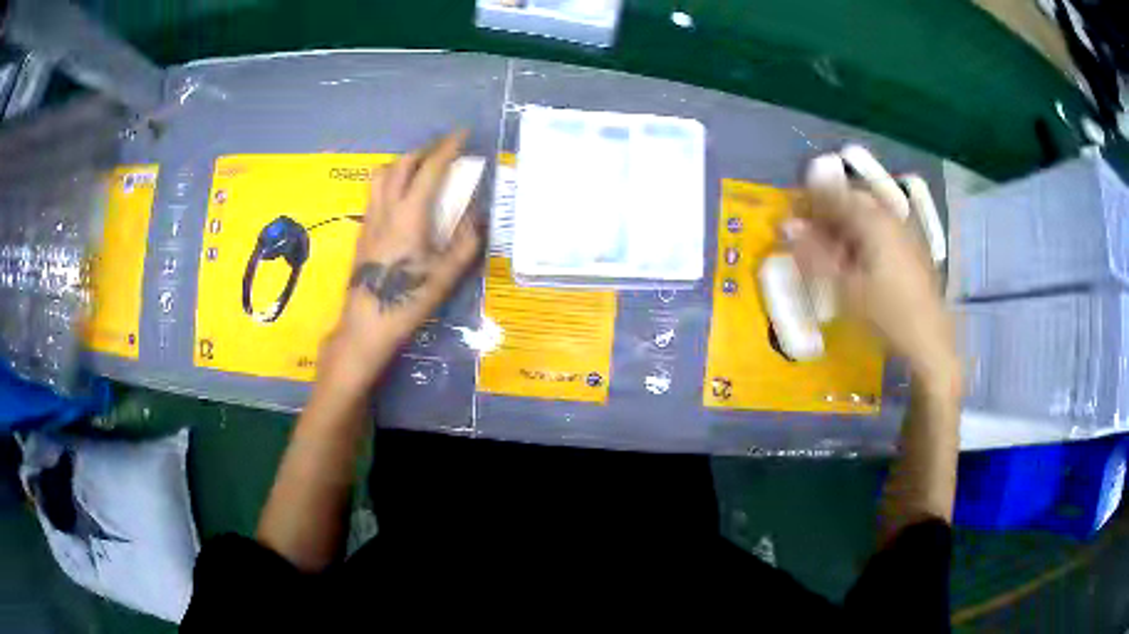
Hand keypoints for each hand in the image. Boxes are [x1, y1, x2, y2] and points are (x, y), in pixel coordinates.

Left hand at [319, 131, 481, 391]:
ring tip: (419, 169)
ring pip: (381, 174)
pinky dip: (390, 181)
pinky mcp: (361, 231)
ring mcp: (370, 218)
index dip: (448, 148)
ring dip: (402, 163)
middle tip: (443, 150)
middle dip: (424, 150)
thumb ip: (466, 242)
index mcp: (410, 215)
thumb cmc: (408, 300)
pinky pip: (374, 192)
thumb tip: (478, 216)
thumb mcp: (446, 275)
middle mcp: (387, 209)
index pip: (430, 169)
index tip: (462, 135)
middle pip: (402, 164)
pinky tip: (401, 197)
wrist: (366, 324)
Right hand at [784, 153, 957, 389]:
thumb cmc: (887, 314)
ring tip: (828, 251)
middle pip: (851, 202)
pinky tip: (855, 261)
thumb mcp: (845, 287)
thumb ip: (814, 253)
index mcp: (873, 219)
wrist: (930, 341)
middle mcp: (889, 217)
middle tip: (807, 234)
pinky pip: (879, 231)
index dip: (807, 200)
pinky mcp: (911, 249)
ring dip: (843, 227)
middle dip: (826, 213)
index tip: (788, 214)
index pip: (832, 194)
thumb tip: (785, 226)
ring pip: (866, 217)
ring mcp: (903, 232)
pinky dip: (861, 238)